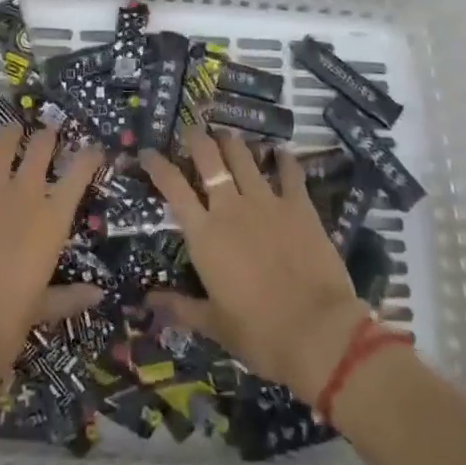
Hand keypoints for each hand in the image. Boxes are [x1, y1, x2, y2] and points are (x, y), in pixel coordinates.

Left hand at [0, 124, 103, 386]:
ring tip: (10, 129)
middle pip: (41, 147)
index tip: (93, 148)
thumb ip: (70, 296)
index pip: (79, 172)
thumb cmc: (7, 323)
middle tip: (48, 130)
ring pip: (2, 144)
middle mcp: (25, 194)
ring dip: (8, 134)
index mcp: (53, 219)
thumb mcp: (42, 309)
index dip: (89, 155)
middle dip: (47, 135)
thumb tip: (98, 294)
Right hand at [141, 128, 369, 403]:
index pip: (173, 187)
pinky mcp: (299, 205)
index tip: (148, 152)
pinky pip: (289, 171)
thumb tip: (148, 300)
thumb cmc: (259, 333)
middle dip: (197, 138)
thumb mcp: (215, 325)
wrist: (317, 333)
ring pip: (243, 156)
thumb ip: (180, 307)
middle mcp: (231, 207)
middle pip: (209, 157)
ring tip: (227, 136)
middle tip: (192, 131)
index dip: (158, 165)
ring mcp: (267, 201)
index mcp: (205, 234)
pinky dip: (283, 159)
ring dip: (232, 142)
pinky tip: (280, 153)